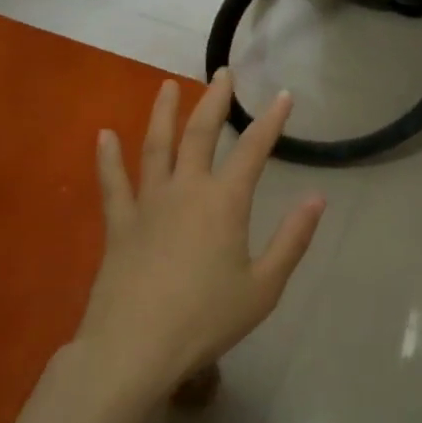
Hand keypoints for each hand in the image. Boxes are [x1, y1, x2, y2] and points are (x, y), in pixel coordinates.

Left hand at [73, 69, 324, 408]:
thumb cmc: (206, 320)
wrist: (134, 349)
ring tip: (167, 86)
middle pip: (200, 134)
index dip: (271, 121)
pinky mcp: (119, 224)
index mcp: (224, 203)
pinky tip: (104, 135)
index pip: (253, 150)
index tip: (283, 96)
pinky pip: (112, 183)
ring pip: (155, 147)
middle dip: (214, 100)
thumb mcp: (263, 287)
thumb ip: (292, 240)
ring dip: (163, 113)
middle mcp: (186, 190)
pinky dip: (107, 158)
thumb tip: (317, 198)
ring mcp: (147, 204)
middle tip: (222, 73)